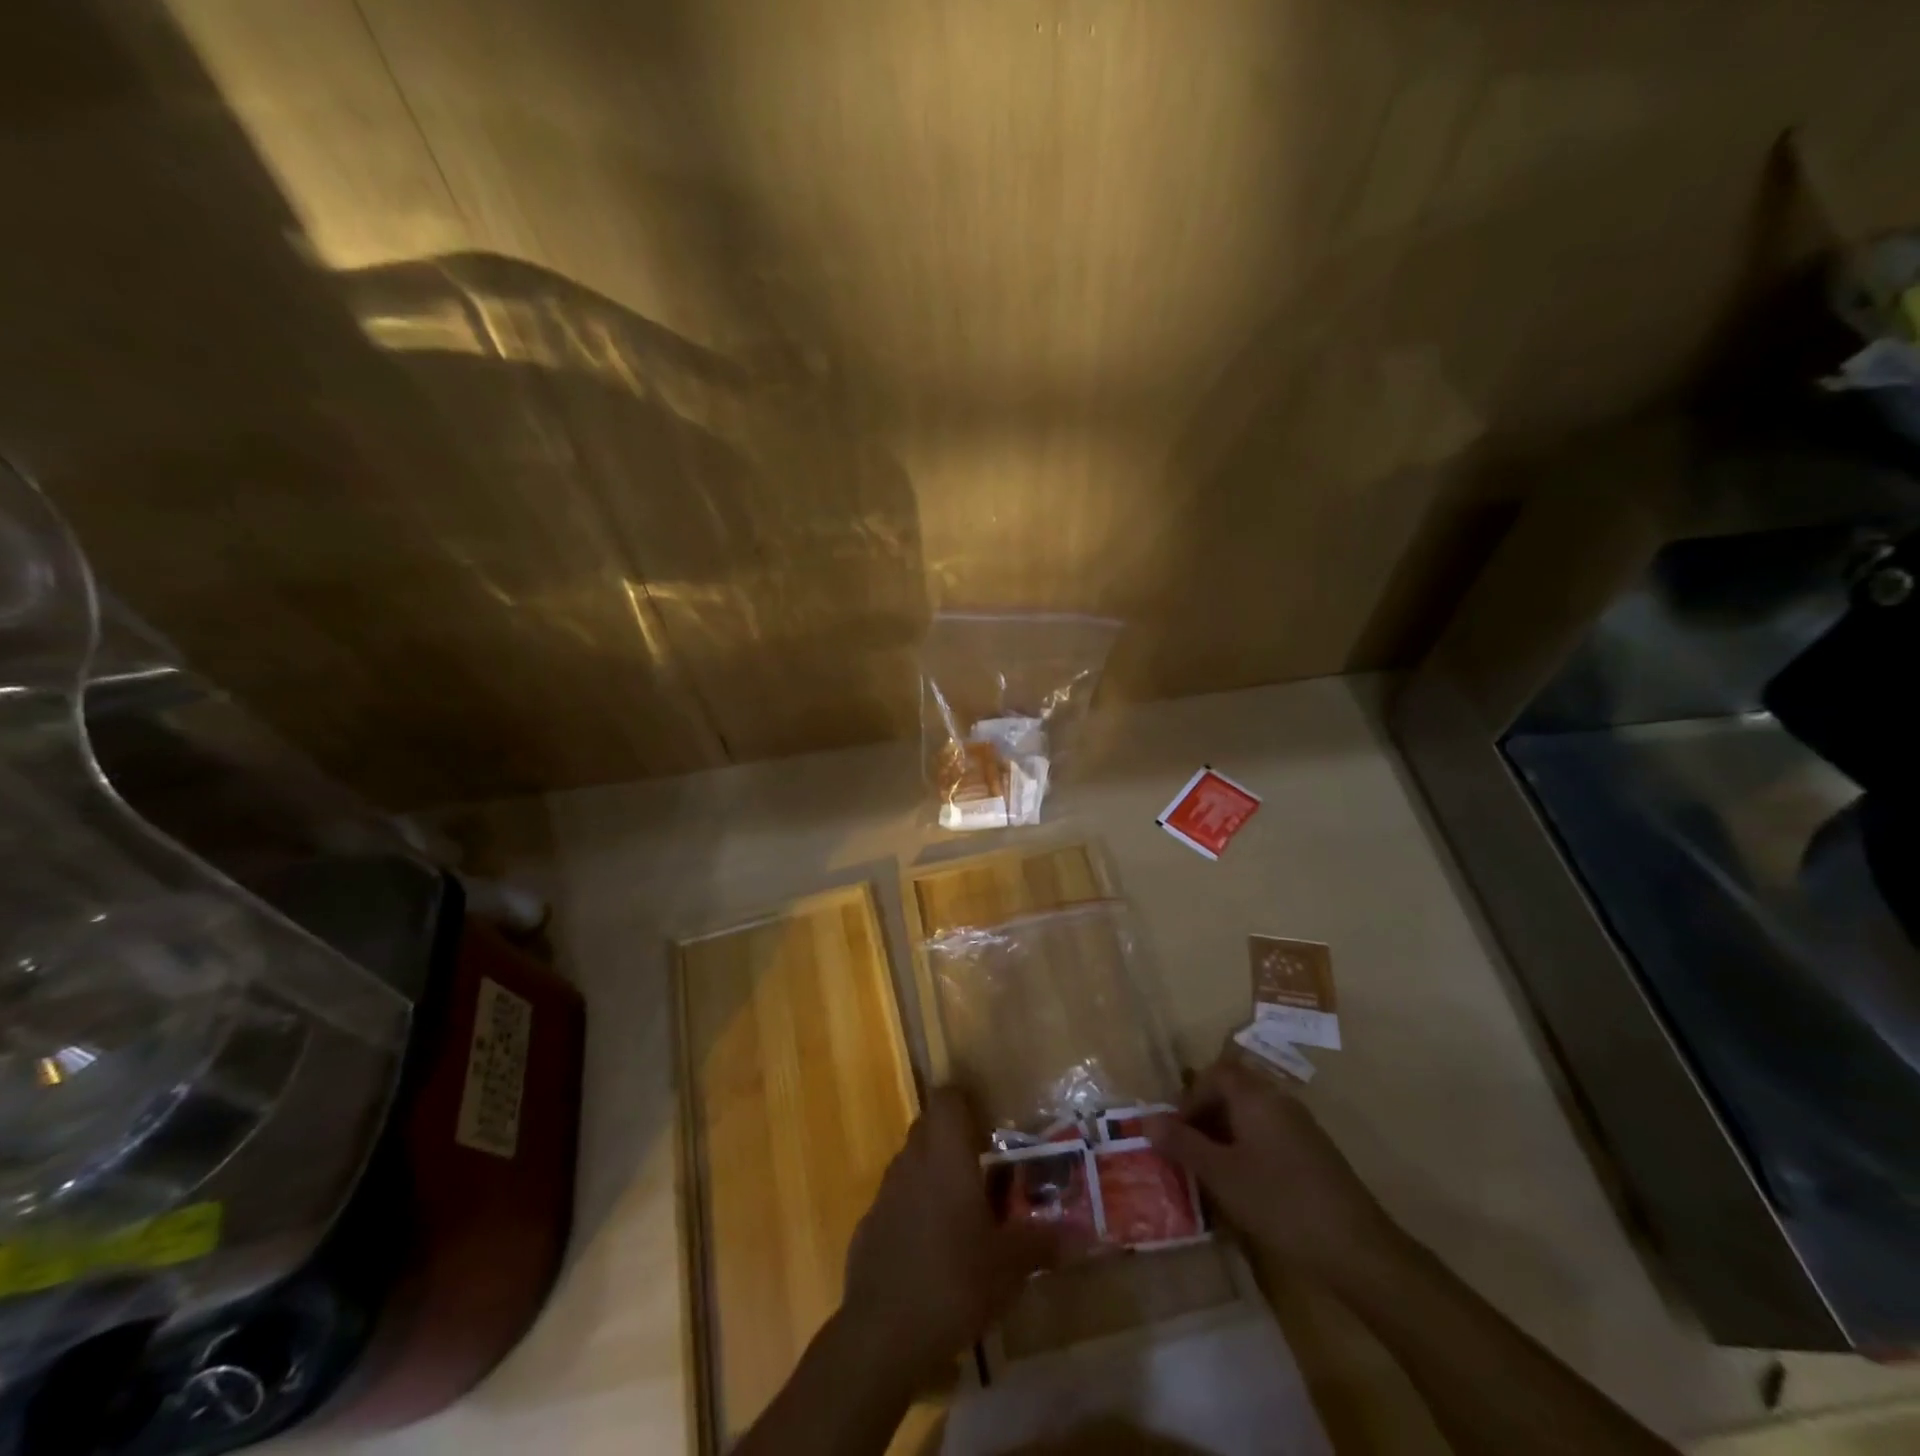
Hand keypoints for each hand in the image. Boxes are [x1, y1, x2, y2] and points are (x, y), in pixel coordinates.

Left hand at [840, 1086, 1067, 1387]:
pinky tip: (933, 1250)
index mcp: (946, 1153)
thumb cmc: (954, 1280)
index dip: (966, 1101)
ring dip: (935, 1175)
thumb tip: (1083, 1234)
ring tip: (965, 1210)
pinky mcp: (869, 1226)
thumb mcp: (1010, 1265)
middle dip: (955, 1139)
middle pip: (929, 1127)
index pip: (948, 1097)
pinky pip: (897, 1201)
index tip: (990, 1122)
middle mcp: (912, 1160)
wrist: (881, 1334)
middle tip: (987, 1165)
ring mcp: (885, 1192)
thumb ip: (1043, 1242)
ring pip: (912, 1163)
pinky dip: (915, 1211)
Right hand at [1146, 1054, 1396, 1278]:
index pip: (1215, 1073)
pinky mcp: (1314, 1154)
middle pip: (1233, 1090)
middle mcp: (1279, 1101)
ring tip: (1210, 1171)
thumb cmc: (1280, 1203)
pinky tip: (1245, 1187)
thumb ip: (1182, 1144)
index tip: (1176, 1131)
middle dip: (1205, 1116)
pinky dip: (1248, 1149)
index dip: (1190, 1096)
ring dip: (1225, 1135)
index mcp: (1256, 1097)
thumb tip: (1146, 1120)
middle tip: (1187, 1151)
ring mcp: (1301, 1127)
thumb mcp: (1221, 1175)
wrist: (1358, 1249)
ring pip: (1251, 1115)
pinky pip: (1269, 1135)